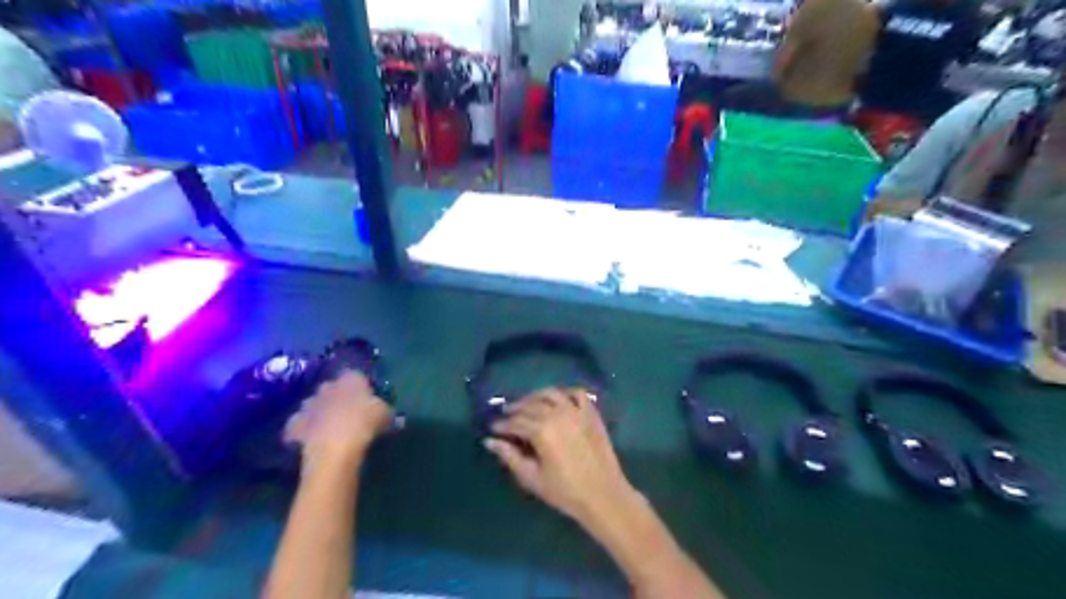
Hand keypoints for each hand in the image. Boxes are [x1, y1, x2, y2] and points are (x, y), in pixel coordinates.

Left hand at [283, 371, 394, 469]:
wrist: (334, 448)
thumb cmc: (365, 423)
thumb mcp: (386, 416)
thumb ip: (388, 412)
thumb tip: (396, 417)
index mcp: (350, 379)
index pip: (355, 375)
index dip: (360, 386)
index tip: (366, 398)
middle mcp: (327, 386)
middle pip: (332, 388)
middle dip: (337, 396)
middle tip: (348, 411)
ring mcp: (308, 404)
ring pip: (313, 404)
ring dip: (320, 412)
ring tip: (330, 426)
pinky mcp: (294, 425)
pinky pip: (299, 425)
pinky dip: (303, 430)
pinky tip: (311, 439)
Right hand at [486, 388, 635, 523]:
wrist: (604, 495)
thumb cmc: (565, 491)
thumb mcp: (532, 478)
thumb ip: (509, 456)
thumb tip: (489, 441)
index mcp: (541, 430)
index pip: (514, 422)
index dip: (501, 425)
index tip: (492, 428)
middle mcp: (557, 414)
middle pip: (530, 405)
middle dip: (514, 409)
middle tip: (505, 414)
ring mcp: (576, 411)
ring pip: (550, 394)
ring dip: (535, 396)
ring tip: (526, 403)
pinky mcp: (591, 413)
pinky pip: (577, 393)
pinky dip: (565, 392)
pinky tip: (557, 399)